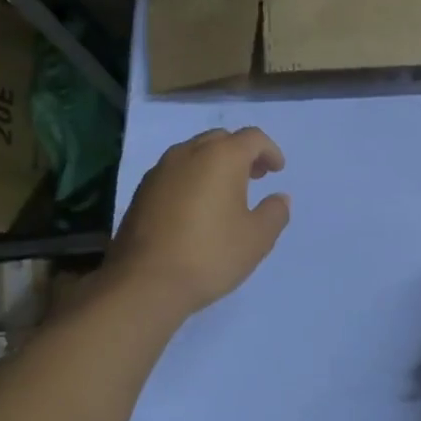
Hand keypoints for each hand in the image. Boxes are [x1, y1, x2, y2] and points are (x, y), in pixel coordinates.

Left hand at [108, 128, 290, 318]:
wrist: (145, 282)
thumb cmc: (210, 255)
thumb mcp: (257, 238)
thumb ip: (275, 212)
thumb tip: (279, 198)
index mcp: (221, 157)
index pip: (252, 138)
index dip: (270, 151)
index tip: (277, 170)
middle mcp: (188, 153)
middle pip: (220, 140)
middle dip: (241, 154)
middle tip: (255, 177)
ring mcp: (160, 171)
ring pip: (194, 154)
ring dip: (214, 165)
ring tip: (226, 194)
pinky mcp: (141, 192)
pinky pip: (175, 173)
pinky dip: (192, 180)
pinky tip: (197, 209)